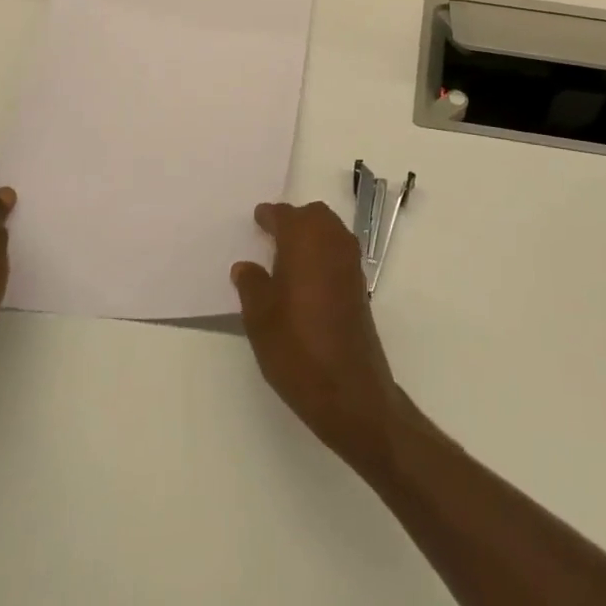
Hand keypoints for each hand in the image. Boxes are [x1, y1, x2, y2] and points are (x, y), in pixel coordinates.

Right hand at [232, 201, 404, 475]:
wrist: (348, 389)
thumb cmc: (296, 347)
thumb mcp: (259, 318)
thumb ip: (251, 285)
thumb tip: (245, 266)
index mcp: (305, 241)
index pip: (285, 215)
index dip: (269, 216)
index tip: (257, 218)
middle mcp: (332, 242)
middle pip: (314, 215)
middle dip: (294, 219)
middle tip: (271, 234)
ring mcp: (350, 263)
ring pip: (330, 231)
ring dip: (311, 234)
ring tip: (286, 255)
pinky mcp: (359, 285)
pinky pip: (339, 252)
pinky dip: (323, 252)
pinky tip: (306, 276)